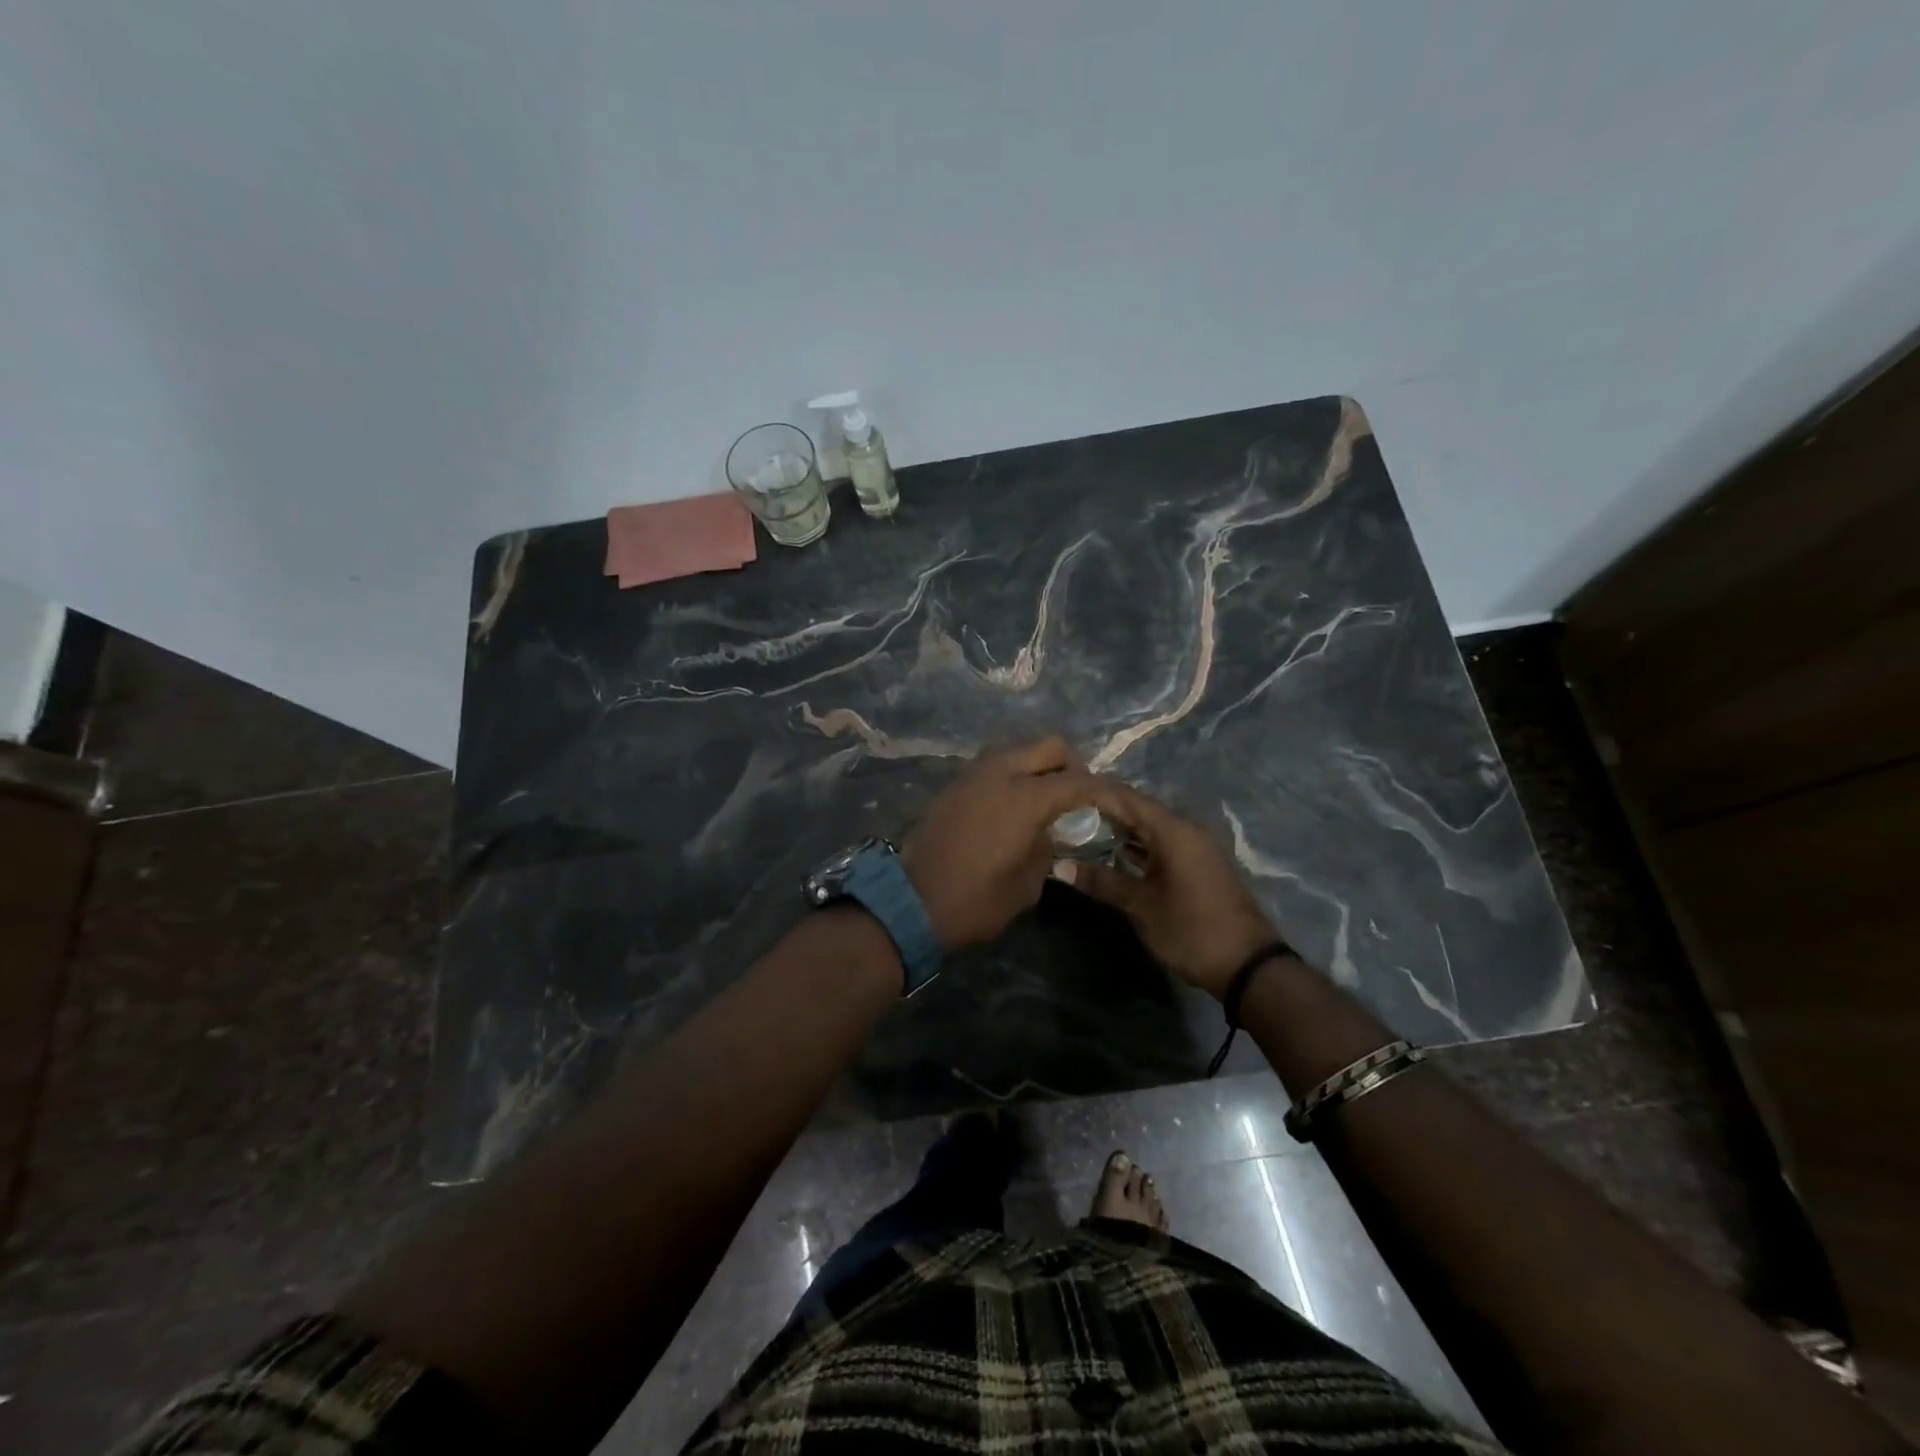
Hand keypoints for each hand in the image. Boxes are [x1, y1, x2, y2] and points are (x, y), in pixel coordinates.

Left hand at [902, 737, 1100, 950]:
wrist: (912, 902)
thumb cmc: (977, 900)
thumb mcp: (1028, 882)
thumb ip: (1047, 845)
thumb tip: (1048, 829)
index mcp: (1026, 797)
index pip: (1078, 780)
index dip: (1104, 790)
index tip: (1116, 802)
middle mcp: (1001, 772)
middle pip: (1049, 745)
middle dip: (1071, 765)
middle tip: (1077, 795)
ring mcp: (973, 773)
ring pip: (1018, 749)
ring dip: (1037, 766)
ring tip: (1044, 799)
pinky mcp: (954, 783)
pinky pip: (994, 765)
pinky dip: (1011, 774)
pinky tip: (1013, 805)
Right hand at [1064, 780, 1282, 998]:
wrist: (1248, 965)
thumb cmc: (1191, 929)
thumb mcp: (1141, 906)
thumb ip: (1101, 881)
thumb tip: (1059, 867)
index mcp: (1173, 829)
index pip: (1124, 797)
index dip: (1092, 793)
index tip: (1060, 795)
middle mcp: (1185, 828)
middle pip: (1137, 808)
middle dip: (1101, 810)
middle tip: (1064, 814)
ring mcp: (1194, 846)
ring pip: (1149, 826)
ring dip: (1118, 828)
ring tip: (1079, 831)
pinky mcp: (1197, 863)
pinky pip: (1161, 842)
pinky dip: (1137, 845)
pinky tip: (1111, 854)